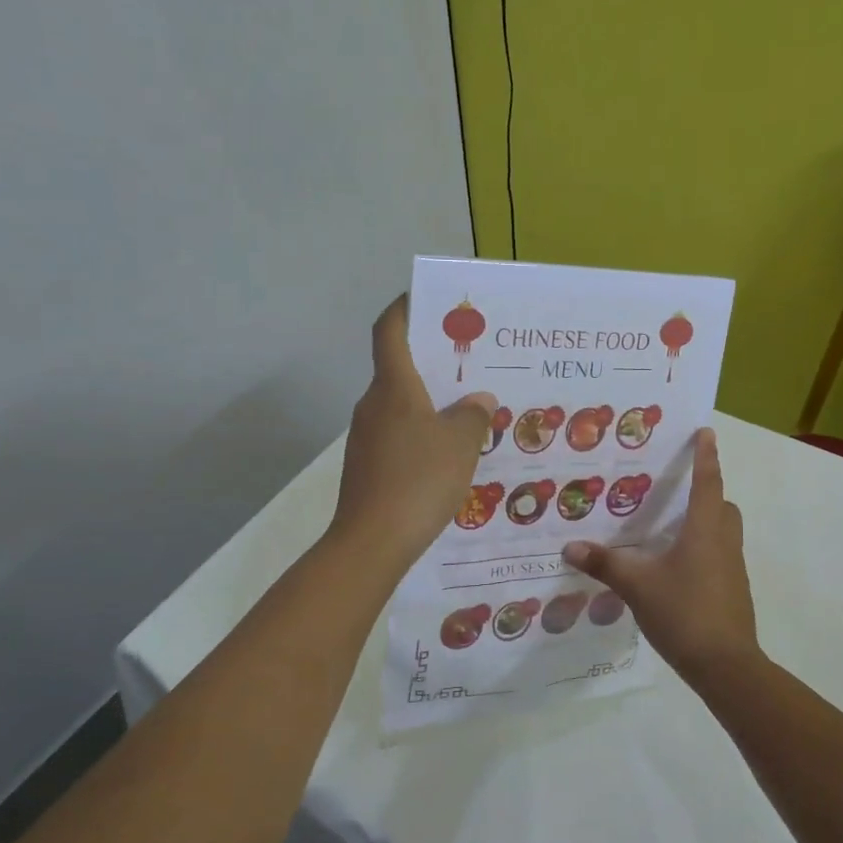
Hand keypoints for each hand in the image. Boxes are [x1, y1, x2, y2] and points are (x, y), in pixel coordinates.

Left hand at [332, 296, 496, 568]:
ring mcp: (366, 438)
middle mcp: (373, 405)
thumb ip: (473, 415)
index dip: (405, 308)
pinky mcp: (367, 467)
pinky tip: (449, 455)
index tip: (427, 300)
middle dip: (433, 362)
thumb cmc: (418, 480)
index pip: (389, 330)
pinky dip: (422, 434)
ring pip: (401, 406)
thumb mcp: (461, 444)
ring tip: (470, 412)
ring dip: (431, 403)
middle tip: (471, 363)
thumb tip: (477, 400)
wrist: (372, 542)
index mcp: (393, 387)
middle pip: (399, 369)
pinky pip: (399, 437)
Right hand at [563, 427, 761, 685]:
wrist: (725, 665)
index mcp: (705, 529)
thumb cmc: (684, 611)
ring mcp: (733, 569)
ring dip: (704, 524)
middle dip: (707, 492)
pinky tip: (675, 569)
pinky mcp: (733, 591)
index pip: (708, 482)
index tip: (706, 432)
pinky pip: (720, 557)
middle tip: (678, 491)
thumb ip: (605, 564)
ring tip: (669, 530)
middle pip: (722, 506)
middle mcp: (724, 542)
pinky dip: (702, 552)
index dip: (706, 455)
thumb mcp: (637, 586)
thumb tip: (570, 547)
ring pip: (723, 533)